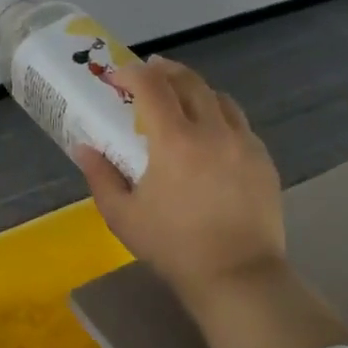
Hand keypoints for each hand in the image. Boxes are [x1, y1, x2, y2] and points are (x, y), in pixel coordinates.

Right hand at [74, 56, 286, 300]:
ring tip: (181, 98)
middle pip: (189, 81)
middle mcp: (212, 130)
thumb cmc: (174, 247)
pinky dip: (220, 115)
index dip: (132, 73)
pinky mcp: (263, 160)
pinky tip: (211, 134)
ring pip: (219, 98)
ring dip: (195, 89)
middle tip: (149, 72)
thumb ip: (100, 176)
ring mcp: (244, 143)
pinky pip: (240, 123)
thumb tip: (83, 148)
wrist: (238, 277)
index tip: (117, 77)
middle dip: (165, 70)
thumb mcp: (123, 216)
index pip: (152, 86)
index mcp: (175, 140)